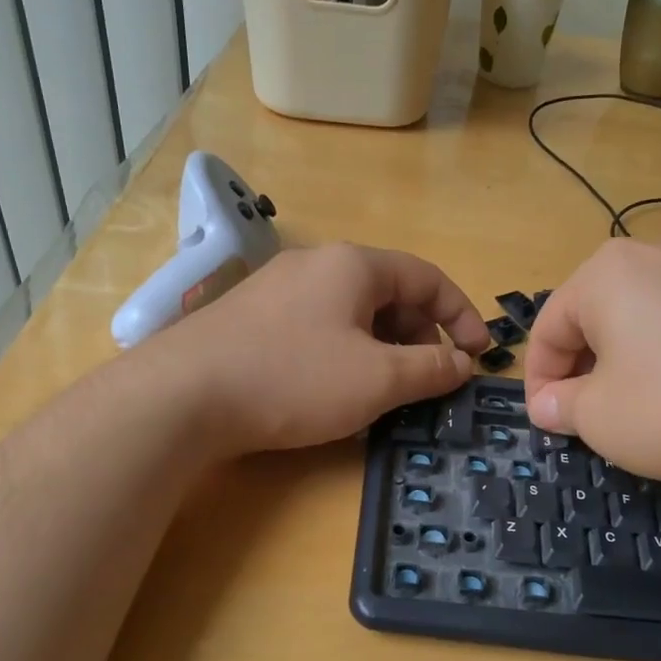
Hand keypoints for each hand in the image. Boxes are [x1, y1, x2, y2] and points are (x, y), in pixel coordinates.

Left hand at [151, 243, 490, 454]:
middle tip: (430, 378)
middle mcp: (316, 264)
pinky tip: (336, 388)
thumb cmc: (293, 379)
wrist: (182, 395)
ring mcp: (278, 288)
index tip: (478, 355)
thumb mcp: (377, 379)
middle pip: (389, 292)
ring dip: (383, 347)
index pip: (427, 277)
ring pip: (352, 312)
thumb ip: (430, 368)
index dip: (461, 315)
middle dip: (420, 335)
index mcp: (354, 265)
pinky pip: (318, 326)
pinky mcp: (251, 317)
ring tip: (386, 389)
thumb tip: (462, 364)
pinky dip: (345, 352)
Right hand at [524, 235, 660, 483]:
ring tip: (646, 408)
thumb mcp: (604, 420)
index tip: (548, 424)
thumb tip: (547, 404)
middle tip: (593, 418)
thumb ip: (563, 409)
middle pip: (598, 315)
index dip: (539, 381)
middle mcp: (657, 252)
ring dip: (632, 362)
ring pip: (647, 316)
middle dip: (587, 369)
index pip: (549, 327)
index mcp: (606, 273)